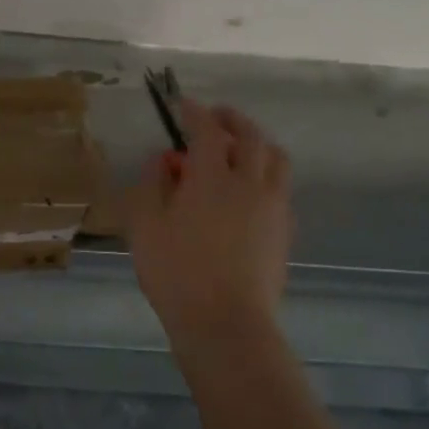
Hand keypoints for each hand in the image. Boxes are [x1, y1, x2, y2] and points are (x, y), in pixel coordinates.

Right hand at [127, 99, 292, 341]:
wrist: (226, 324)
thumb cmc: (176, 271)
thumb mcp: (144, 224)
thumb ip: (151, 184)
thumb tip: (164, 161)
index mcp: (212, 177)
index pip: (207, 130)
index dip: (195, 113)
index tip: (182, 104)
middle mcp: (249, 183)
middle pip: (251, 137)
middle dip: (232, 120)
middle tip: (215, 117)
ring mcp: (273, 208)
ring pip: (276, 160)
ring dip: (258, 144)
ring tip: (239, 148)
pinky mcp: (284, 232)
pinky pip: (281, 188)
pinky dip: (266, 174)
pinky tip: (250, 190)